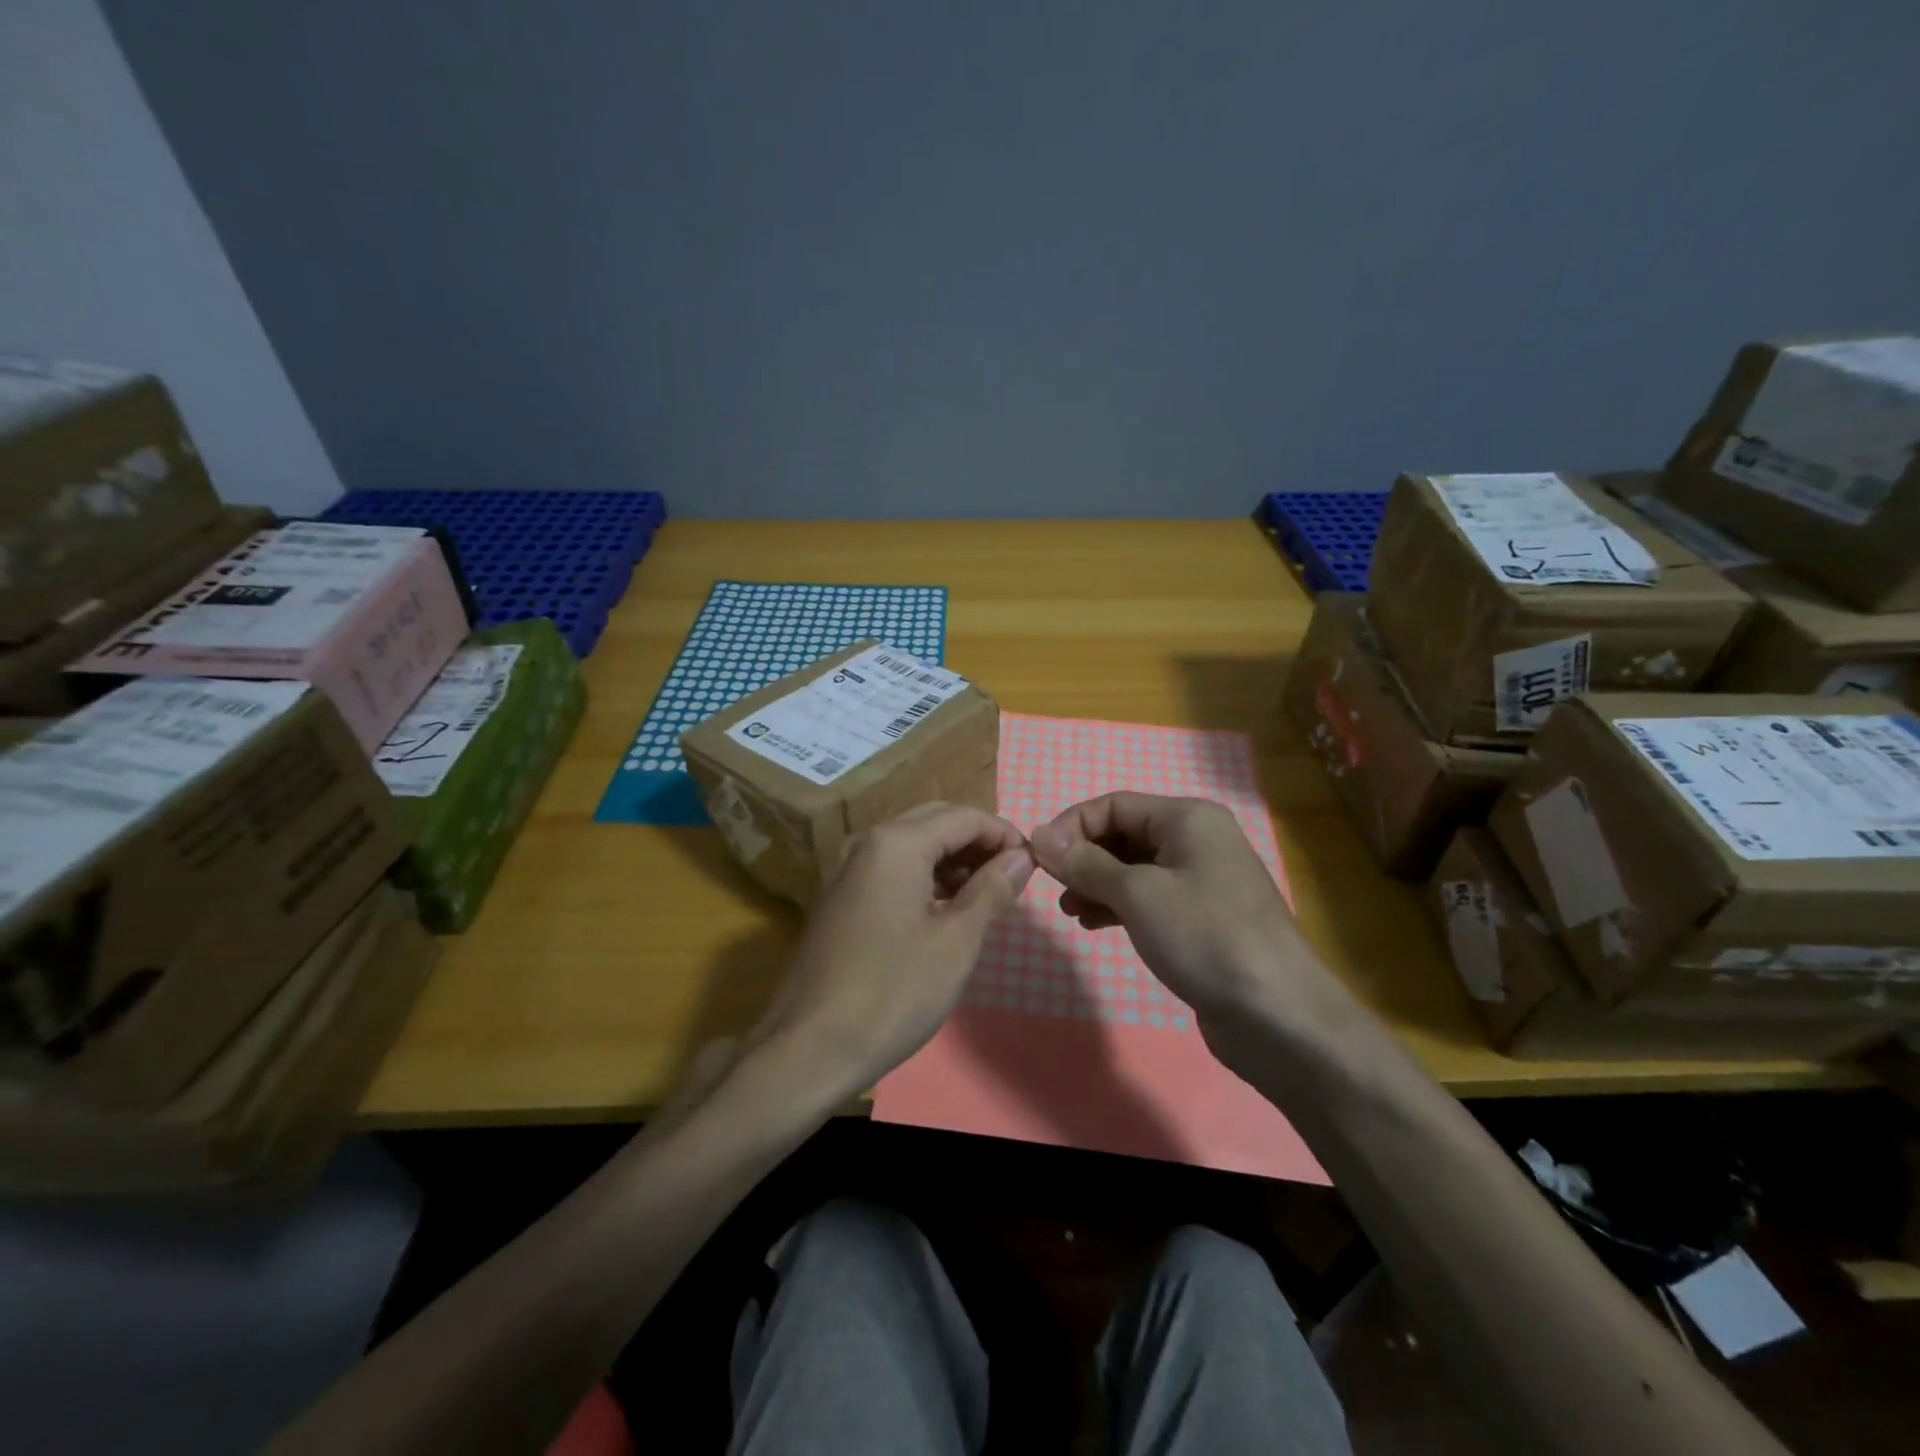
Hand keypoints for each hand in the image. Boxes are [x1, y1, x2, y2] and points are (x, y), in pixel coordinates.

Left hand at [754, 802, 1033, 1097]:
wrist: (808, 1047)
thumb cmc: (892, 992)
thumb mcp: (956, 941)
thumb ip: (992, 890)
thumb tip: (1020, 858)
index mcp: (896, 843)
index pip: (963, 817)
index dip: (1004, 834)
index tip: (1033, 863)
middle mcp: (867, 842)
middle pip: (935, 822)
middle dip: (977, 842)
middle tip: (1011, 876)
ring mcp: (846, 869)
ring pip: (911, 844)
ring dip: (951, 859)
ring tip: (985, 895)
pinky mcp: (838, 898)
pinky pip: (890, 868)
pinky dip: (924, 876)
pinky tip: (944, 909)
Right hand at [1029, 794, 1346, 1035]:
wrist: (1279, 1016)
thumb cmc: (1205, 937)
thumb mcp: (1137, 894)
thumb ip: (1084, 862)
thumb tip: (1038, 834)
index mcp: (1187, 818)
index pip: (1113, 805)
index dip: (1071, 826)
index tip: (1038, 859)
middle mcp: (1196, 840)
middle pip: (1123, 834)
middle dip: (1083, 858)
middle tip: (1054, 890)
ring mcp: (1202, 880)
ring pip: (1133, 868)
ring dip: (1096, 884)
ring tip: (1070, 912)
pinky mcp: (1202, 917)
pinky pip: (1149, 898)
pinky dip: (1118, 905)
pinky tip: (1093, 924)